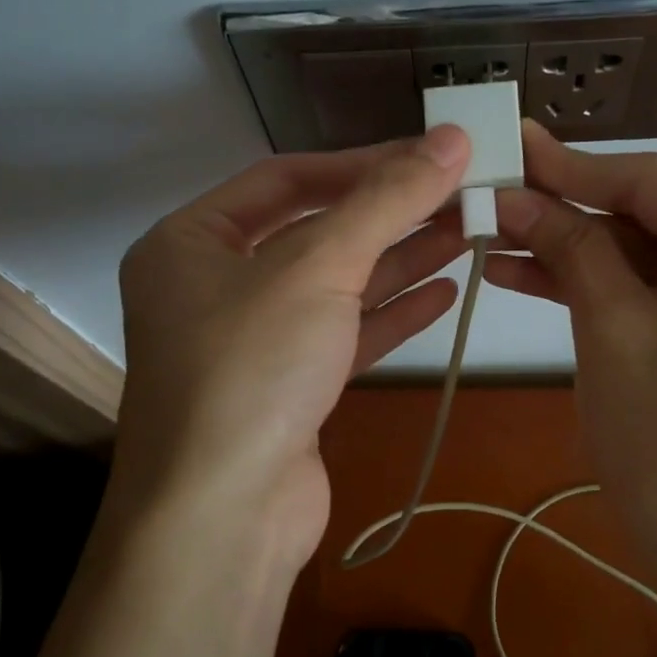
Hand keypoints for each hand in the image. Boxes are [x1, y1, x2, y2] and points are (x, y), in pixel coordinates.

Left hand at [111, 128, 471, 571]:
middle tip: (458, 192)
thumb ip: (386, 200)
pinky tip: (444, 291)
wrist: (224, 518)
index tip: (427, 155)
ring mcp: (251, 342)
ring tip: (466, 231)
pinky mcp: (288, 389)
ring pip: (335, 286)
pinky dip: (391, 313)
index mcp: (190, 243)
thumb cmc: (251, 369)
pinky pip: (344, 334)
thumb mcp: (318, 267)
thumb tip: (451, 137)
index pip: (285, 179)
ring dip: (399, 259)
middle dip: (387, 213)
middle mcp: (214, 287)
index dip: (359, 163)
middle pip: (314, 231)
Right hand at [489, 122, 656, 562]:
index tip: (509, 142)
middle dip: (563, 209)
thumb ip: (570, 248)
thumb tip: (514, 193)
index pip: (652, 183)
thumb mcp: (613, 329)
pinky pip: (642, 291)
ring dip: (566, 248)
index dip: (573, 164)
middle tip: (490, 190)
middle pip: (644, 216)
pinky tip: (520, 271)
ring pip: (635, 254)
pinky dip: (588, 285)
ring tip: (490, 232)